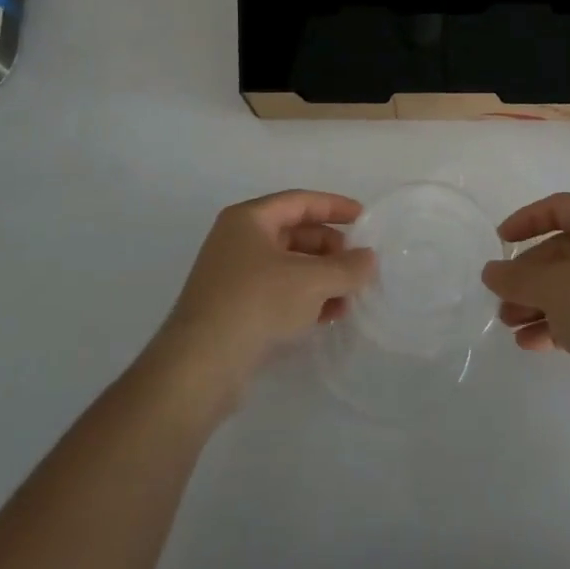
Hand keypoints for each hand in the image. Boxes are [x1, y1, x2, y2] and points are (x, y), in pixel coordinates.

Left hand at [149, 190, 376, 407]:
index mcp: (249, 220)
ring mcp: (234, 277)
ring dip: (322, 278)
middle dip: (330, 249)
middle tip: (359, 265)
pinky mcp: (235, 310)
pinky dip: (305, 299)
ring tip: (351, 295)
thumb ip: (346, 267)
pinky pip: (278, 293)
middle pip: (295, 234)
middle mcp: (238, 241)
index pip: (299, 202)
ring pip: (289, 267)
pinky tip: (329, 315)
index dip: (334, 207)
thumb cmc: (256, 303)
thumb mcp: (311, 281)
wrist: (200, 367)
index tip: (364, 218)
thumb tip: (369, 259)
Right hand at [481, 193, 569, 420]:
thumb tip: (490, 272)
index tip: (501, 241)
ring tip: (509, 324)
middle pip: (562, 252)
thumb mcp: (554, 287)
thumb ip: (517, 278)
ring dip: (538, 303)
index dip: (527, 220)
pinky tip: (531, 343)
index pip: (560, 208)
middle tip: (501, 298)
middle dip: (528, 275)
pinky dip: (557, 325)